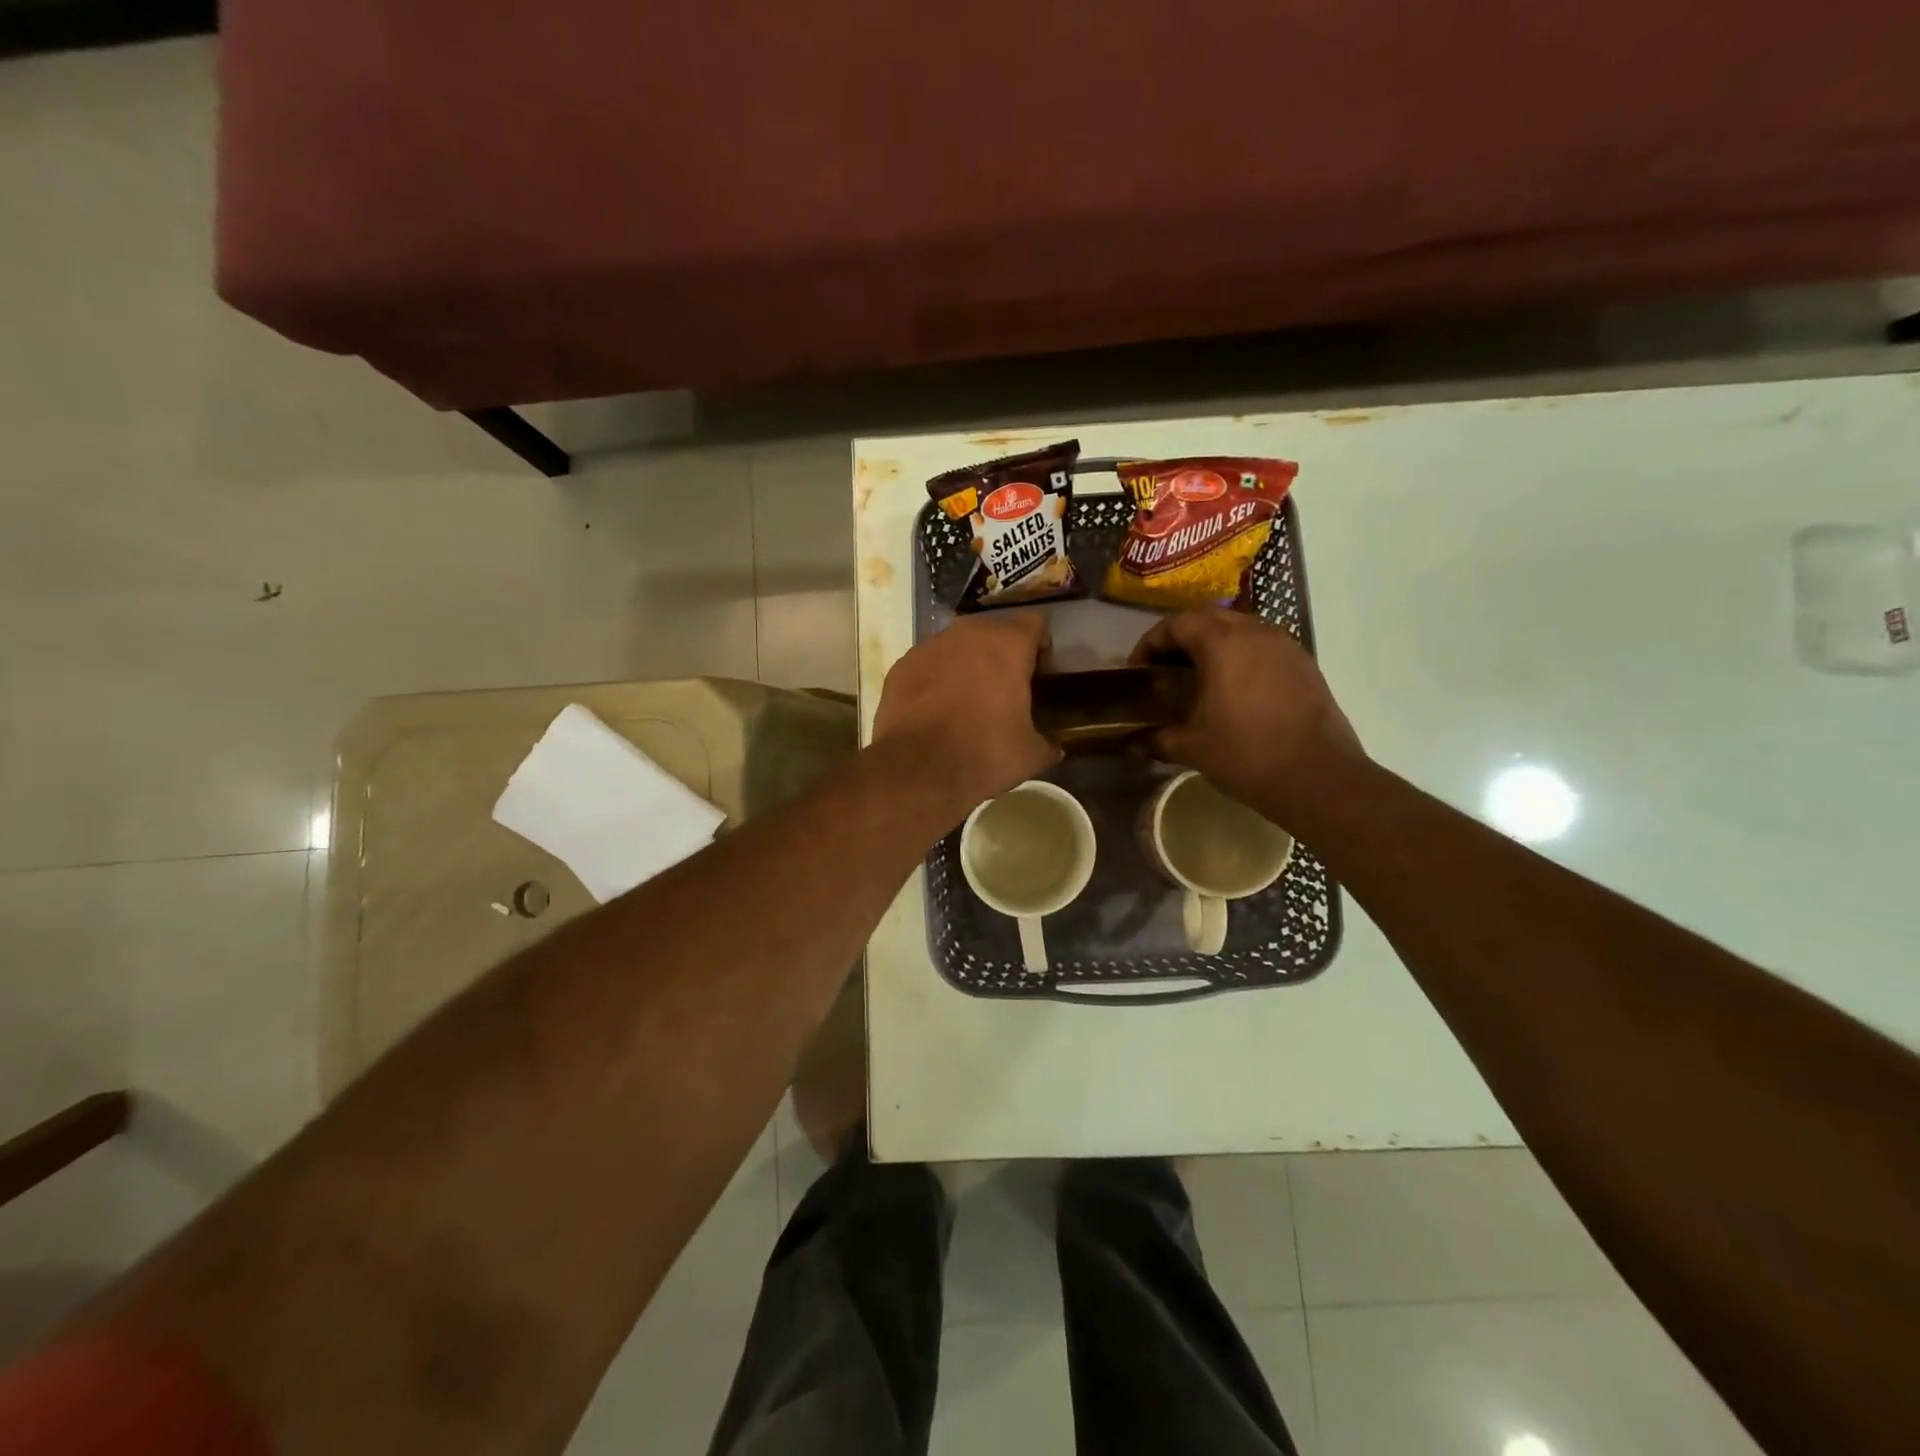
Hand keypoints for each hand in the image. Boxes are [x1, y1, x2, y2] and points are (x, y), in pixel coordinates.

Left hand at [873, 611, 1060, 813]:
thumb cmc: (985, 752)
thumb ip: (1047, 744)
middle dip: (1001, 653)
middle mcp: (968, 634)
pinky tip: (937, 707)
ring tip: (969, 697)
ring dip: (966, 663)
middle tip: (1006, 685)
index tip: (1041, 669)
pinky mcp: (901, 666)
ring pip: (956, 646)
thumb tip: (1054, 750)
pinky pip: (928, 665)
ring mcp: (929, 647)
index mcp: (1007, 645)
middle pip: (993, 631)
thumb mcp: (1029, 754)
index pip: (1034, 623)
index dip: (1040, 644)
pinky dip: (935, 679)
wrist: (919, 768)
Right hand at [1130, 609, 1364, 823]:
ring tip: (1198, 676)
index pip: (1177, 624)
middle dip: (1181, 638)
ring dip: (1214, 643)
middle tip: (1164, 668)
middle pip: (1209, 619)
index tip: (1138, 669)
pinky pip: (1264, 646)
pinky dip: (1241, 656)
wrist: (1320, 778)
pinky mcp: (1305, 665)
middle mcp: (1256, 633)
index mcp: (1223, 644)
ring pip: (1240, 628)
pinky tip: (1234, 689)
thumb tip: (1136, 743)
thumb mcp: (1194, 748)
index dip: (1151, 643)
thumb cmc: (1248, 756)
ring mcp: (1286, 646)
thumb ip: (1161, 738)